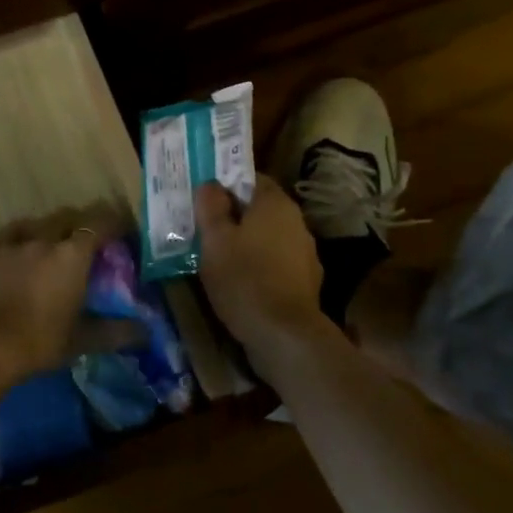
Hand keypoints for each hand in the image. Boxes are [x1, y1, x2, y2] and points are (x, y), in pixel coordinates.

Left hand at [0, 206, 137, 380]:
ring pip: (35, 223)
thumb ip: (116, 332)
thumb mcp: (83, 340)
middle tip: (87, 242)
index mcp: (72, 255)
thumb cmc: (40, 340)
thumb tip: (144, 333)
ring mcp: (11, 244)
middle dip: (80, 224)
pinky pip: (8, 237)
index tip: (122, 232)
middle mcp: (43, 239)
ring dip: (48, 229)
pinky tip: (17, 255)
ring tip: (51, 244)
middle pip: (67, 217)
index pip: (99, 224)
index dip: (113, 224)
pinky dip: (19, 241)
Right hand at [197, 177, 330, 357]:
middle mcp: (296, 221)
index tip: (205, 198)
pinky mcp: (306, 280)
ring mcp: (305, 252)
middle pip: (261, 208)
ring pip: (270, 236)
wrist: (284, 334)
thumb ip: (211, 207)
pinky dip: (261, 265)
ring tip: (221, 256)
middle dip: (236, 215)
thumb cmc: (244, 278)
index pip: (252, 178)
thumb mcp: (215, 240)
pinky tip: (243, 281)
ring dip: (249, 242)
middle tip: (207, 227)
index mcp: (275, 203)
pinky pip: (278, 262)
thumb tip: (211, 184)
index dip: (227, 184)